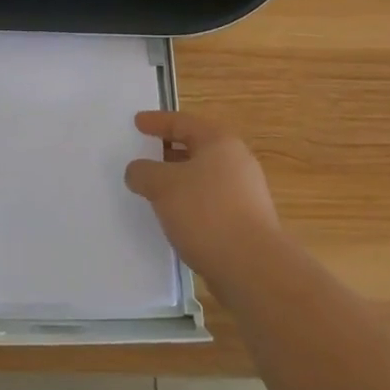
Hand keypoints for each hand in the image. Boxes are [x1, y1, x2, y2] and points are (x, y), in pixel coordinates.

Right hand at [127, 109, 283, 284]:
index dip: (157, 121)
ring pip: (203, 177)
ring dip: (178, 180)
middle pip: (196, 148)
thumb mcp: (163, 186)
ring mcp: (245, 193)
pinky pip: (209, 202)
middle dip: (168, 151)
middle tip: (144, 154)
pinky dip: (189, 202)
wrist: (252, 267)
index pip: (183, 122)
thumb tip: (137, 171)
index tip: (137, 122)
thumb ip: (144, 172)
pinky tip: (174, 217)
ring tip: (153, 188)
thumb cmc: (206, 213)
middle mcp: (237, 162)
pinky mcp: (245, 222)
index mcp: (220, 142)